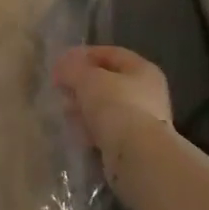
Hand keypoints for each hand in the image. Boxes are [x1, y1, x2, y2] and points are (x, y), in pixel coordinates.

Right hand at [52, 45, 172, 187]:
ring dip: (85, 107)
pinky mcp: (134, 144)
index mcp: (142, 70)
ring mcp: (143, 120)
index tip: (61, 63)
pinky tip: (77, 132)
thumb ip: (72, 68)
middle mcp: (147, 92)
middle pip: (109, 81)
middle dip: (82, 84)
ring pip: (107, 107)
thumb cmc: (116, 106)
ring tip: (65, 111)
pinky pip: (108, 130)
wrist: (137, 156)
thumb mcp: (88, 79)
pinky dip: (92, 129)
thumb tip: (62, 65)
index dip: (84, 55)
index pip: (111, 53)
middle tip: (61, 89)